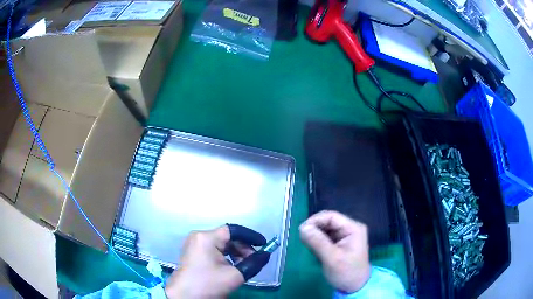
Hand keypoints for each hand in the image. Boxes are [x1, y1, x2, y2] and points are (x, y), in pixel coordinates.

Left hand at [165, 225, 265, 298]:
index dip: (250, 236)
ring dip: (235, 253)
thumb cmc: (208, 284)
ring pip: (221, 244)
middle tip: (254, 260)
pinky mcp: (193, 253)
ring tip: (243, 266)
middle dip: (243, 248)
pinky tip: (231, 267)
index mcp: (206, 238)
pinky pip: (213, 250)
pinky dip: (225, 257)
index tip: (264, 244)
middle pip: (227, 237)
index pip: (233, 230)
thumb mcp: (235, 275)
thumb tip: (266, 254)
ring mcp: (194, 245)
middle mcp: (199, 236)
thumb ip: (254, 263)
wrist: (184, 296)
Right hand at [299, 210, 370, 292]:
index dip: (315, 220)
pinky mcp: (340, 243)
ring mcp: (345, 236)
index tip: (301, 231)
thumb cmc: (346, 273)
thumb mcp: (332, 258)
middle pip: (327, 221)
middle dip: (314, 230)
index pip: (331, 216)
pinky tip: (315, 252)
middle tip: (303, 241)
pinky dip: (318, 243)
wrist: (355, 287)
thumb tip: (302, 227)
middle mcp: (350, 228)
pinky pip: (325, 237)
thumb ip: (317, 242)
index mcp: (353, 228)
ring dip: (315, 237)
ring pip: (325, 229)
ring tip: (310, 249)